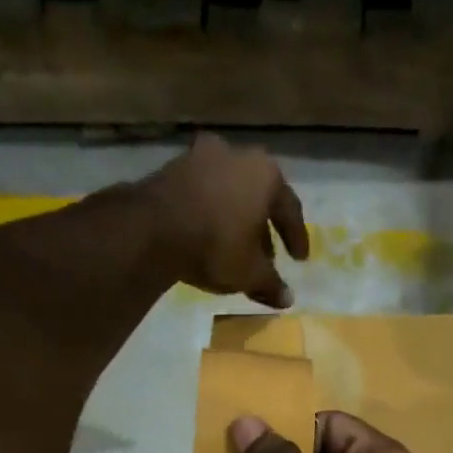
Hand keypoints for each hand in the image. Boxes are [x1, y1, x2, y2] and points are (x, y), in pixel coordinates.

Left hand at [137, 134, 309, 308]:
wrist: (154, 229)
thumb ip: (271, 284)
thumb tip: (287, 299)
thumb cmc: (216, 246)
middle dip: (264, 227)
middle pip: (258, 195)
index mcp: (265, 174)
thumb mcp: (250, 273)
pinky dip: (212, 212)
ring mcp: (201, 156)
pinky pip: (204, 193)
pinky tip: (210, 235)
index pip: (290, 208)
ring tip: (237, 247)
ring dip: (237, 218)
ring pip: (229, 191)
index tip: (299, 260)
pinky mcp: (173, 167)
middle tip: (267, 256)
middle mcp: (237, 154)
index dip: (296, 238)